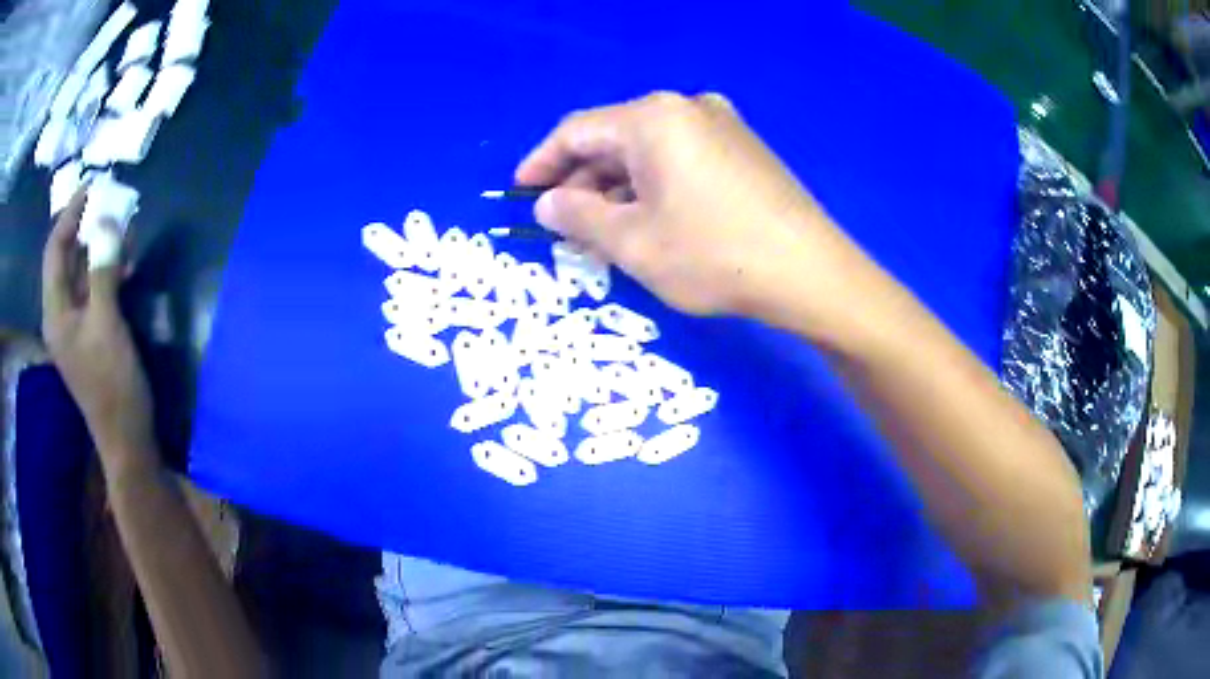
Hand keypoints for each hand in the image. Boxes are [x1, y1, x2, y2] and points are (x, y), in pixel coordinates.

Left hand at [41, 190, 154, 465]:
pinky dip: (104, 271)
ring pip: (79, 274)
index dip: (70, 215)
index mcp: (55, 313)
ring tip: (122, 230)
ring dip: (98, 248)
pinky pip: (91, 291)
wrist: (127, 439)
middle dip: (85, 227)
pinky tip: (124, 265)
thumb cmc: (112, 384)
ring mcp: (73, 327)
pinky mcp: (88, 334)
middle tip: (111, 203)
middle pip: (65, 259)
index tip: (92, 187)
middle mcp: (59, 316)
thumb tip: (107, 221)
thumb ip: (102, 271)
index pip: (54, 250)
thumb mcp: (107, 324)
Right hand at [515, 91, 869, 325]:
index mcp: (653, 118)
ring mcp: (721, 124)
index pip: (577, 131)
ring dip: (617, 185)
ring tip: (602, 228)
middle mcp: (687, 107)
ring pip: (648, 150)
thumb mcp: (633, 243)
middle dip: (582, 180)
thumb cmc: (714, 256)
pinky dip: (653, 184)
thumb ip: (579, 217)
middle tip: (563, 223)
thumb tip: (547, 202)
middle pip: (614, 138)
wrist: (810, 272)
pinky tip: (648, 217)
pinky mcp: (743, 147)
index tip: (521, 191)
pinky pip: (680, 157)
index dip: (542, 162)